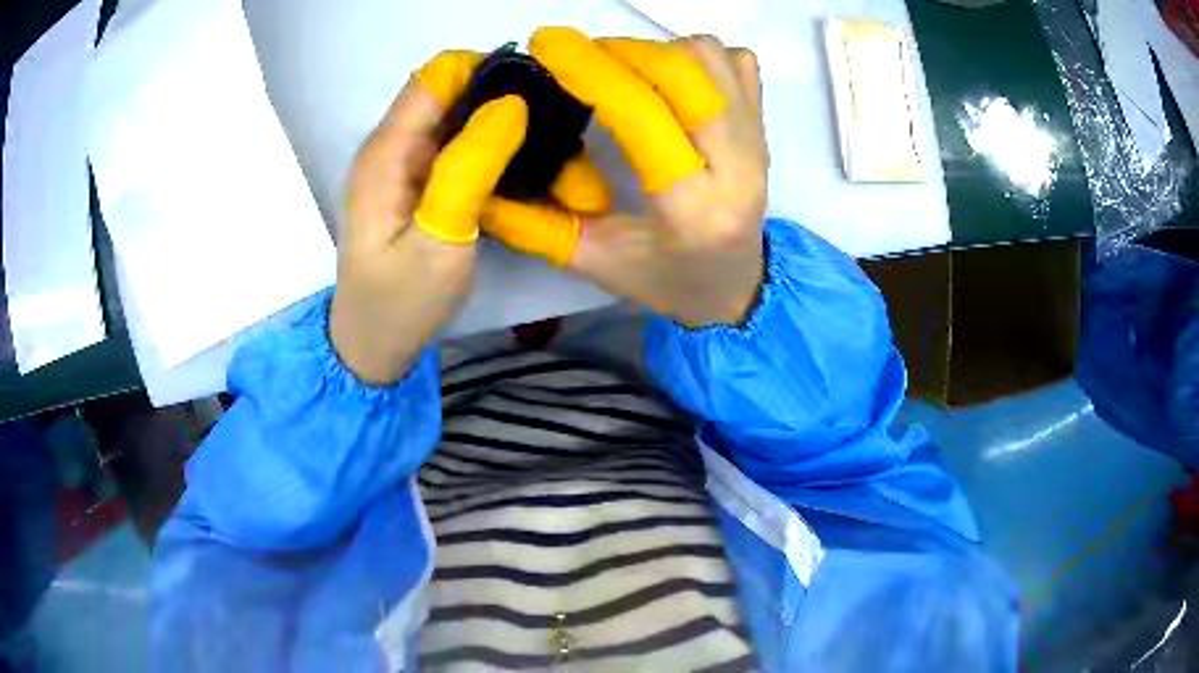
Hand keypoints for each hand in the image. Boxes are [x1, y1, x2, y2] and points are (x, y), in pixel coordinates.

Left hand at [330, 53, 527, 384]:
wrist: (374, 343)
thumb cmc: (402, 300)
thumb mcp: (439, 239)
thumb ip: (470, 166)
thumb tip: (510, 104)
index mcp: (388, 151)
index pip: (437, 75)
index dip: (486, 71)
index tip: (536, 93)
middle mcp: (391, 145)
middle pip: (447, 89)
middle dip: (498, 94)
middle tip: (550, 122)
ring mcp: (402, 164)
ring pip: (454, 115)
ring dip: (497, 119)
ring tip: (544, 141)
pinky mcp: (415, 182)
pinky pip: (455, 144)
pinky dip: (488, 144)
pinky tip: (518, 163)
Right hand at [481, 28, 767, 328]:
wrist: (737, 287)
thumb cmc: (665, 280)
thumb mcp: (592, 262)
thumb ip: (534, 223)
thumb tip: (485, 172)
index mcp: (692, 208)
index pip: (641, 115)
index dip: (590, 69)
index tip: (548, 45)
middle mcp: (738, 166)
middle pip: (683, 71)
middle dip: (621, 50)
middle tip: (581, 58)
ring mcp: (759, 141)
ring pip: (711, 58)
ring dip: (658, 50)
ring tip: (626, 71)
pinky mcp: (766, 127)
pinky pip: (737, 63)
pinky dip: (699, 56)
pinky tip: (673, 80)